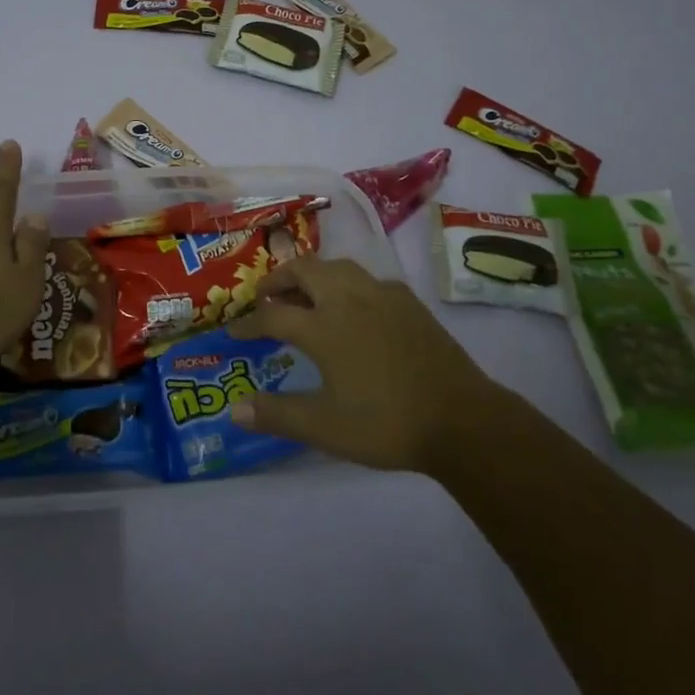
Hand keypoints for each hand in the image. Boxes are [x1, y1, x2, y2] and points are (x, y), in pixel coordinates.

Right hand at [228, 256, 502, 475]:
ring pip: (338, 267)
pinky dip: (347, 285)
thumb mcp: (325, 427)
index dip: (249, 323)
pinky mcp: (408, 302)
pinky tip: (353, 308)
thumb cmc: (386, 423)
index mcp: (323, 327)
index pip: (273, 316)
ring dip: (313, 275)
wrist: (461, 419)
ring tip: (305, 296)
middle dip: (279, 279)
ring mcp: (382, 296)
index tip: (234, 331)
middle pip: (304, 270)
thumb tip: (234, 410)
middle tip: (266, 297)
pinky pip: (367, 279)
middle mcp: (349, 300)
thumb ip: (277, 415)